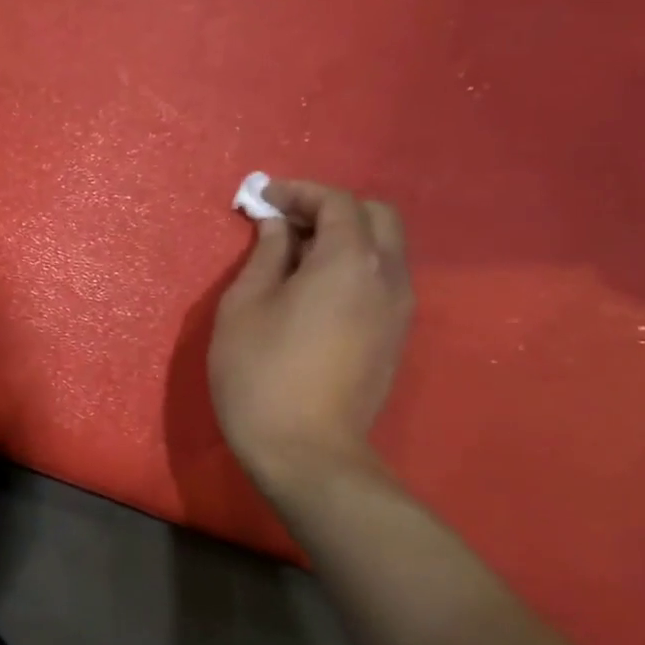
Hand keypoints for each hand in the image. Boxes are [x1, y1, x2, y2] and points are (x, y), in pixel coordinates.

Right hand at [209, 179, 413, 505]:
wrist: (307, 452)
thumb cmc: (261, 373)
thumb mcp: (245, 305)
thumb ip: (266, 254)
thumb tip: (278, 225)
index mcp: (349, 261)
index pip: (336, 202)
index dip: (299, 192)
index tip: (263, 199)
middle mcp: (388, 276)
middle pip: (375, 216)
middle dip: (330, 208)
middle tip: (284, 223)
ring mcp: (399, 309)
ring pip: (385, 248)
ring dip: (345, 237)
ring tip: (296, 256)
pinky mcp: (396, 336)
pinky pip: (383, 279)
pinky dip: (354, 265)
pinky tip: (316, 289)